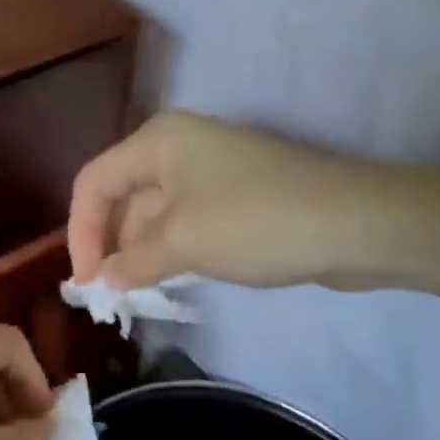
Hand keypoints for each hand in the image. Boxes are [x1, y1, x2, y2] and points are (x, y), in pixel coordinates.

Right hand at [68, 111, 407, 291]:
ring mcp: (209, 172)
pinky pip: (185, 223)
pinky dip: (170, 251)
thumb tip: (106, 280)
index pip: (94, 183)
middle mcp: (177, 147)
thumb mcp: (184, 242)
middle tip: (106, 297)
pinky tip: (166, 281)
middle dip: (110, 245)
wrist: (358, 224)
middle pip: (122, 196)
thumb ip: (134, 262)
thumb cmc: (256, 221)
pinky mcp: (234, 197)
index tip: (86, 283)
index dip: (81, 232)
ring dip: (139, 253)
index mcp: (157, 141)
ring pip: (154, 213)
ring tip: (132, 297)